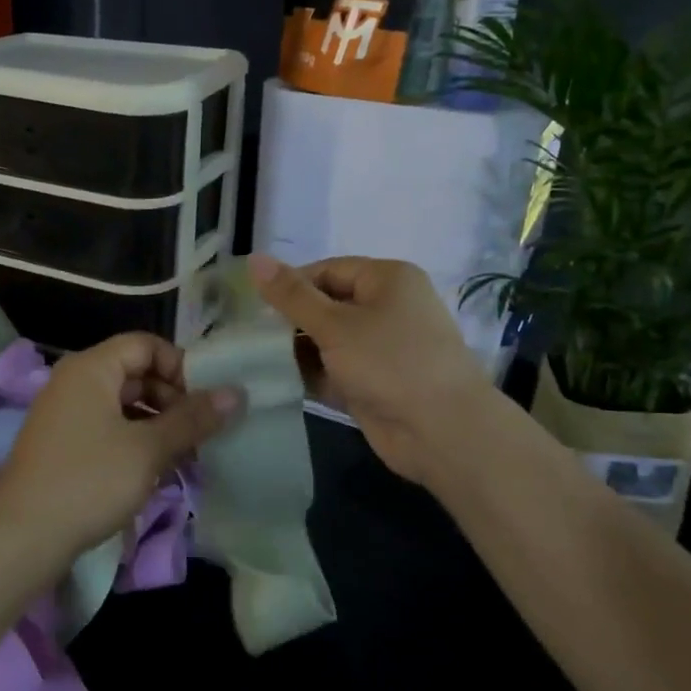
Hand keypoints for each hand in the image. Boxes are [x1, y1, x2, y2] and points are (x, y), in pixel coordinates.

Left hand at [0, 332, 240, 560]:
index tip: (206, 401)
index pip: (146, 344)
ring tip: (187, 454)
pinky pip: (108, 427)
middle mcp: (75, 381)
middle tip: (201, 431)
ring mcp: (65, 413)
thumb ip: (192, 418)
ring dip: (158, 423)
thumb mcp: (148, 449)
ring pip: (123, 404)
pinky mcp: (63, 444)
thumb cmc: (88, 481)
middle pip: (135, 372)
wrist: (21, 538)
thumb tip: (236, 393)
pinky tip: (158, 469)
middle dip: (173, 398)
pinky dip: (135, 440)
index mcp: (91, 368)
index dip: (180, 366)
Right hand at [249, 253, 494, 484]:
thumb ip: (291, 295)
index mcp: (387, 279)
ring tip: (253, 360)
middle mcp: (387, 308)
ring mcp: (381, 349)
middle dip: (290, 321)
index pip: (327, 270)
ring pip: (328, 341)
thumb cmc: (389, 362)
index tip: (254, 307)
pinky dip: (311, 375)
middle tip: (248, 336)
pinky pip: (335, 371)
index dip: (291, 285)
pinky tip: (275, 383)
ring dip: (296, 351)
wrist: (442, 432)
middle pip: (326, 305)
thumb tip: (254, 259)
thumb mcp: (335, 325)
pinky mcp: (374, 384)